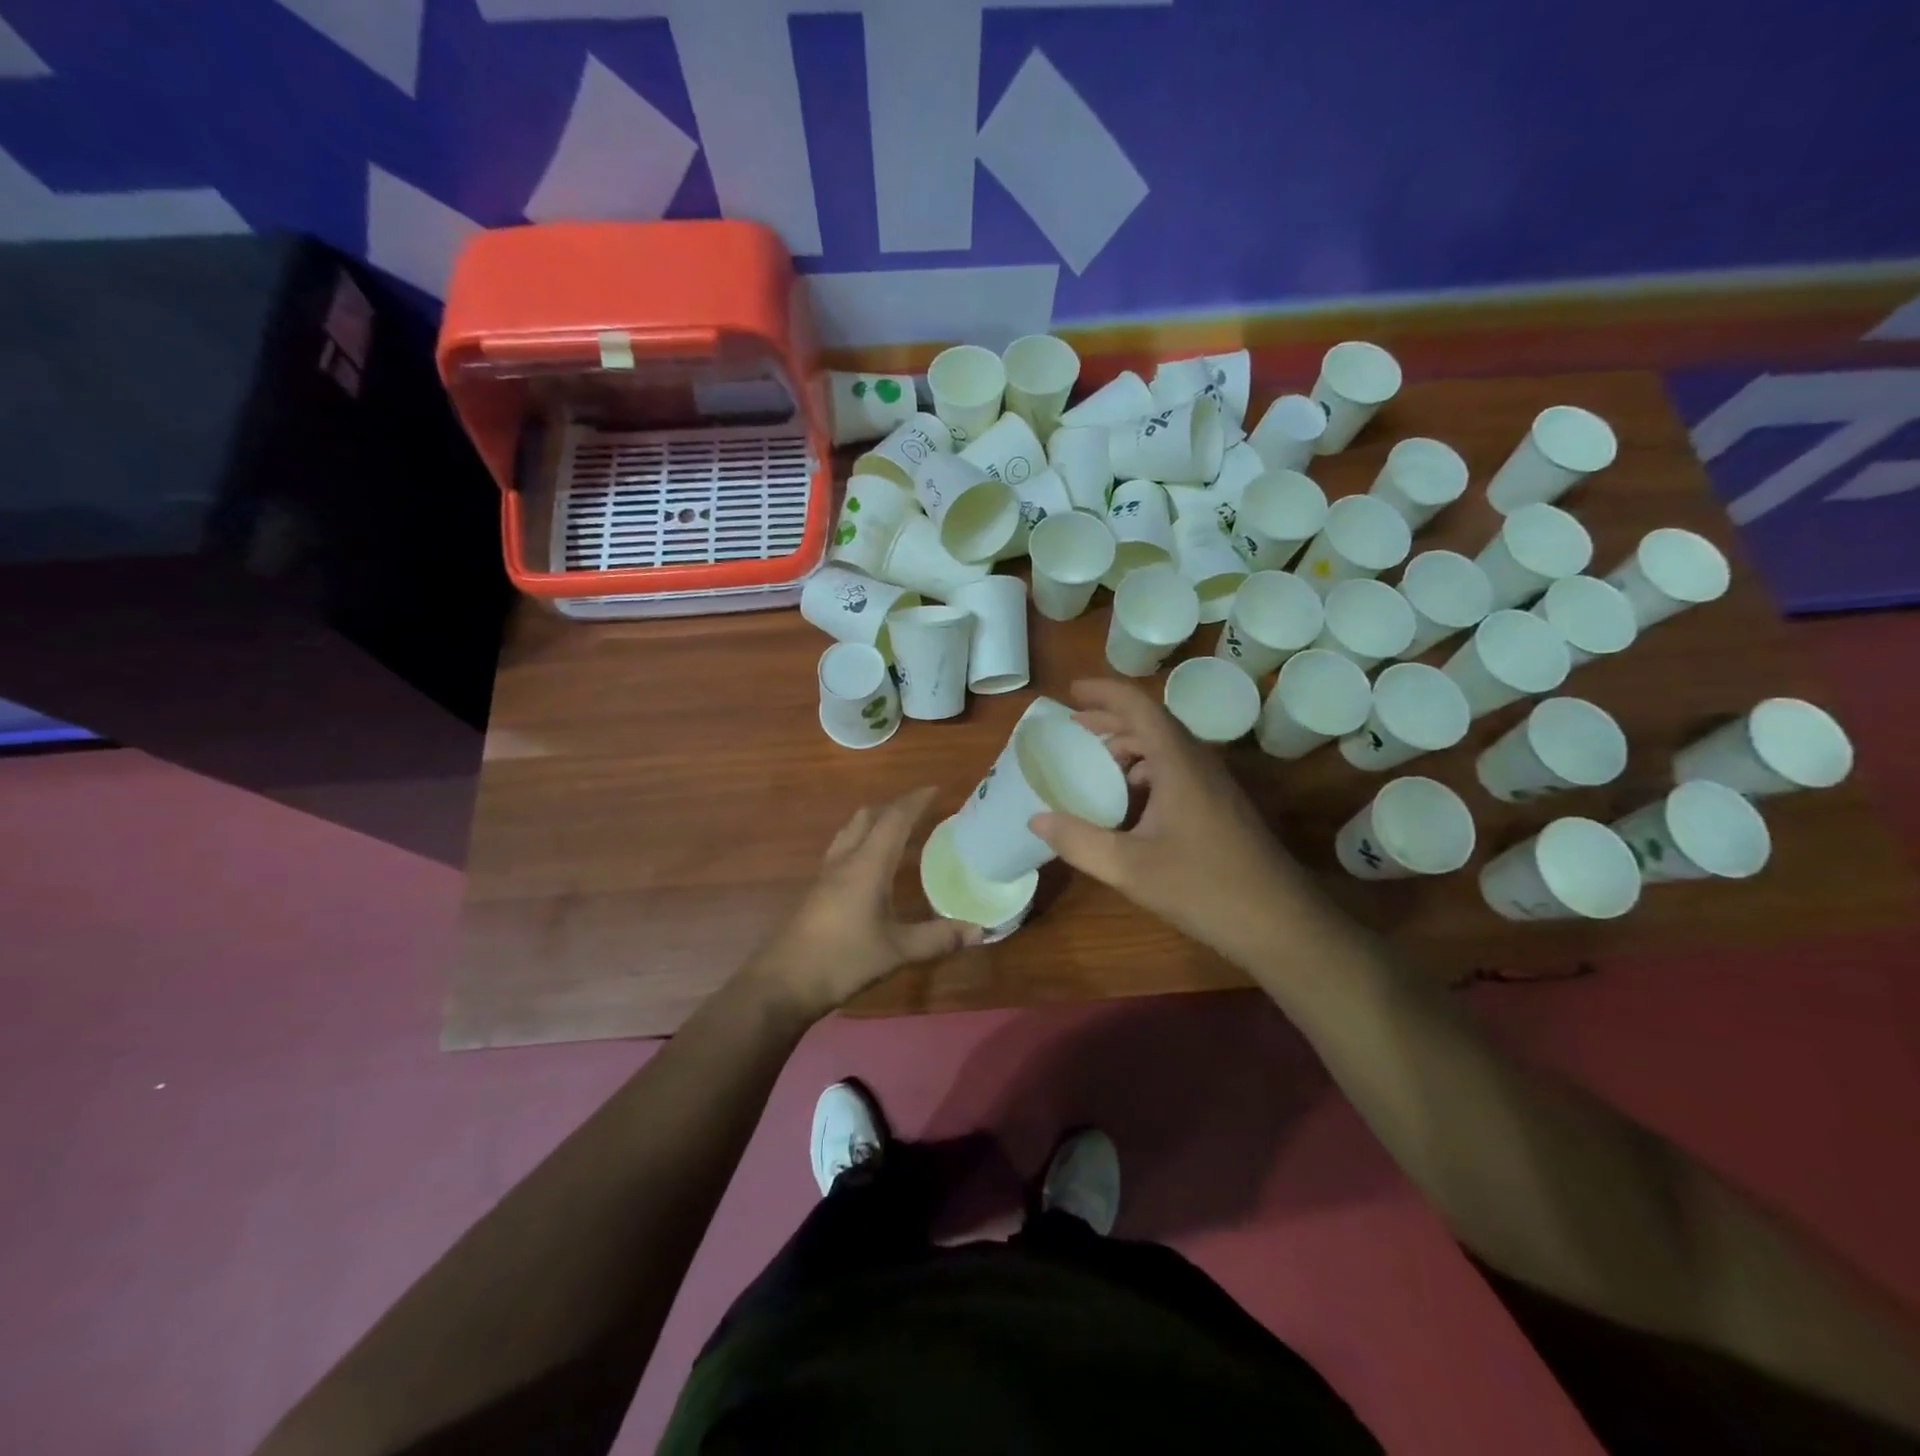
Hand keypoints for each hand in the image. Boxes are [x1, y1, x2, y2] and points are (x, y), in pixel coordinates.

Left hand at [743, 787, 979, 1020]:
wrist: (784, 983)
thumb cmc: (843, 960)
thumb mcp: (898, 951)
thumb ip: (938, 938)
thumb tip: (980, 930)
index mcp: (867, 865)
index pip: (894, 820)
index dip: (915, 801)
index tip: (936, 790)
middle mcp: (845, 860)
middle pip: (867, 817)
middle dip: (894, 807)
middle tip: (920, 810)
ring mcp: (826, 874)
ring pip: (850, 831)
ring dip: (873, 822)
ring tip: (896, 831)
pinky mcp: (816, 891)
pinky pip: (842, 850)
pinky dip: (861, 842)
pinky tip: (870, 866)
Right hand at [1030, 679, 1322, 971]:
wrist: (1280, 923)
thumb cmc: (1203, 887)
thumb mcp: (1129, 867)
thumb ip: (1079, 841)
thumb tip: (1037, 819)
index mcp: (1177, 763)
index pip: (1138, 707)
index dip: (1103, 693)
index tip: (1071, 691)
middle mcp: (1198, 763)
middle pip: (1151, 724)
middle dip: (1110, 720)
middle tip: (1073, 728)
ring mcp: (1214, 785)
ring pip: (1166, 749)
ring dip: (1128, 749)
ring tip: (1094, 767)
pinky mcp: (1221, 807)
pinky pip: (1176, 772)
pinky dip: (1145, 773)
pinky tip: (1129, 805)